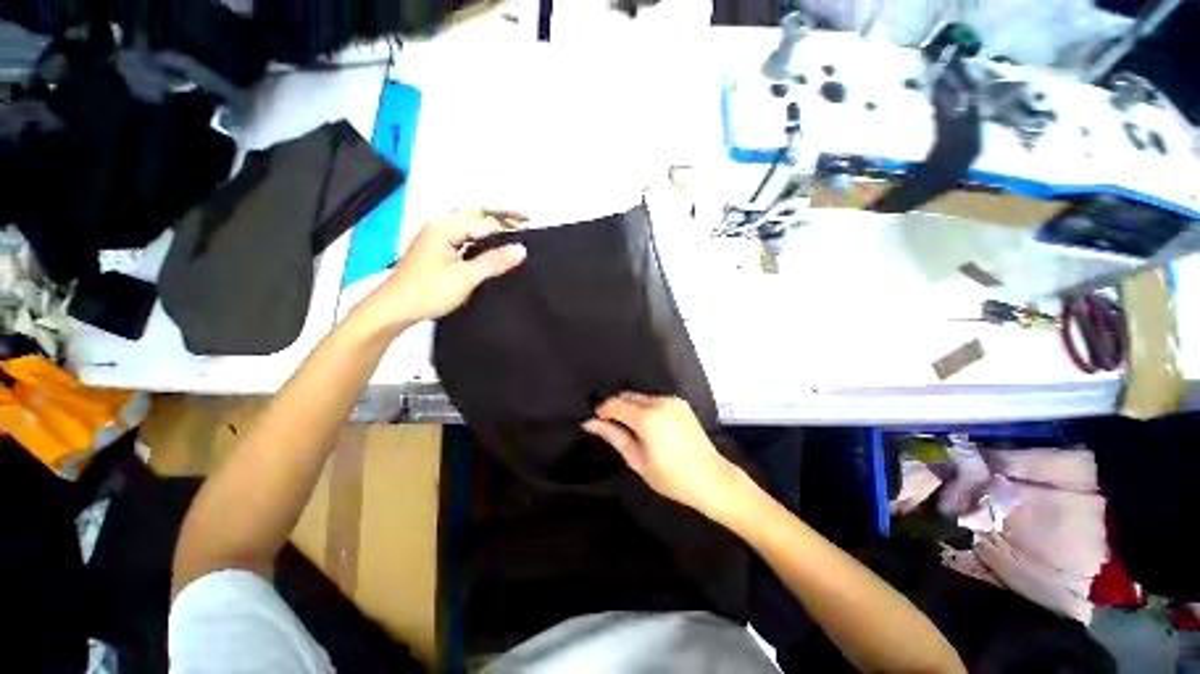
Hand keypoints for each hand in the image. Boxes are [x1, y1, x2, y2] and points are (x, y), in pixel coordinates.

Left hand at [356, 209, 526, 332]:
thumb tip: (520, 249)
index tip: (530, 223)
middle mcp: (439, 227)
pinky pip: (464, 237)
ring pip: (470, 225)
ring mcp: (437, 239)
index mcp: (444, 228)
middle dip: (501, 215)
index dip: (509, 220)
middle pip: (476, 214)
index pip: (484, 218)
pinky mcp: (438, 251)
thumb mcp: (465, 277)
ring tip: (514, 230)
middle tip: (525, 219)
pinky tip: (491, 247)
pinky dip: (482, 238)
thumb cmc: (425, 293)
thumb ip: (494, 262)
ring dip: (492, 226)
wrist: (394, 310)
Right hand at [583, 393, 745, 517]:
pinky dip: (646, 408)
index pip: (615, 404)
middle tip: (612, 427)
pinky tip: (649, 426)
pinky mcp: (681, 403)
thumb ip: (613, 436)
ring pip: (641, 397)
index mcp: (646, 417)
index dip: (602, 411)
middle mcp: (659, 402)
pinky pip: (655, 400)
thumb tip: (589, 423)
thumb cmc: (671, 476)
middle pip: (627, 396)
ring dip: (631, 407)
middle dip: (616, 407)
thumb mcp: (636, 460)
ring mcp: (672, 400)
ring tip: (632, 430)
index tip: (596, 422)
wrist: (711, 479)